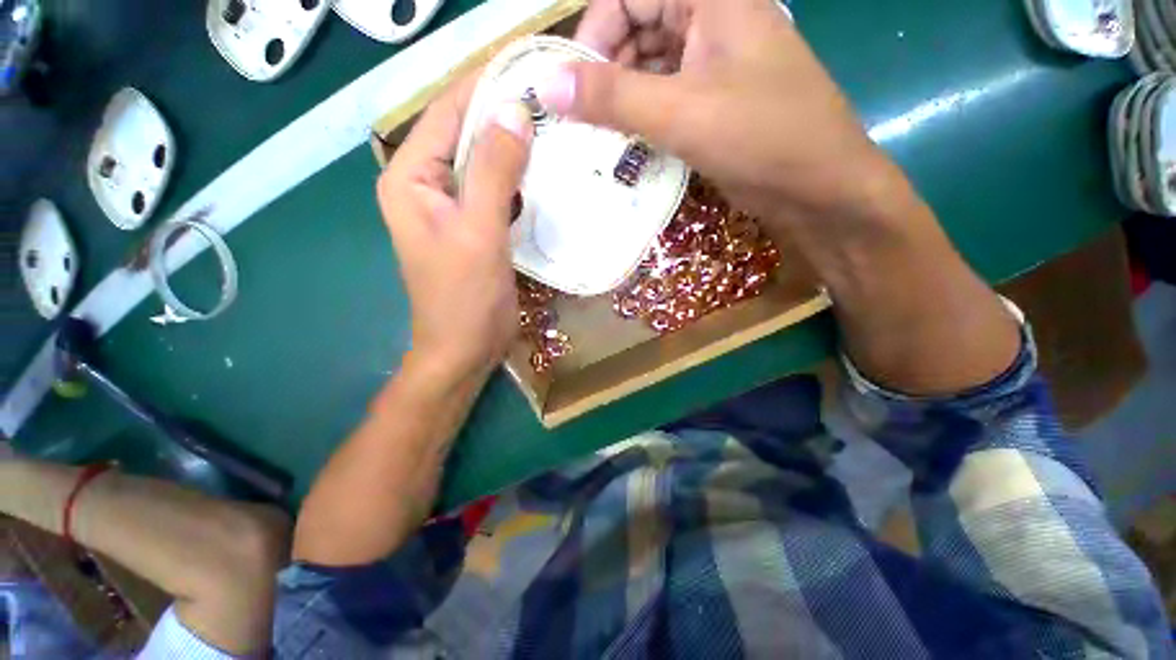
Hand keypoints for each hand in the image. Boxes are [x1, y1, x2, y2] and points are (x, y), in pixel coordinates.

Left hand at [377, 81, 533, 380]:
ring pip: (485, 162)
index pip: (445, 113)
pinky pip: (497, 190)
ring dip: (515, 147)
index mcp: (411, 178)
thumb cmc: (464, 299)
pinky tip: (546, 171)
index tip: (526, 64)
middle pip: (465, 135)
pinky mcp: (475, 226)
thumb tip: (514, 111)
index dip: (482, 85)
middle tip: (551, 98)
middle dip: (504, 115)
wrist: (465, 348)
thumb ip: (493, 173)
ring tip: (556, 128)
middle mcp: (426, 185)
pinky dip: (519, 179)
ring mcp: (453, 207)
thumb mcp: (479, 233)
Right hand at [537, 0, 902, 224]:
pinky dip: (643, 114)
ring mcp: (713, 60)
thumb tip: (545, 86)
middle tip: (589, 119)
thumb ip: (612, 97)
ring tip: (605, 135)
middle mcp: (711, 17)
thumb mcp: (680, 113)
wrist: (817, 187)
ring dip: (622, 97)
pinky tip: (630, 142)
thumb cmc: (761, 138)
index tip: (576, 88)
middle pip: (637, 25)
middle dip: (607, 70)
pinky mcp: (714, 97)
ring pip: (649, 63)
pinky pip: (665, 93)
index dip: (594, 35)